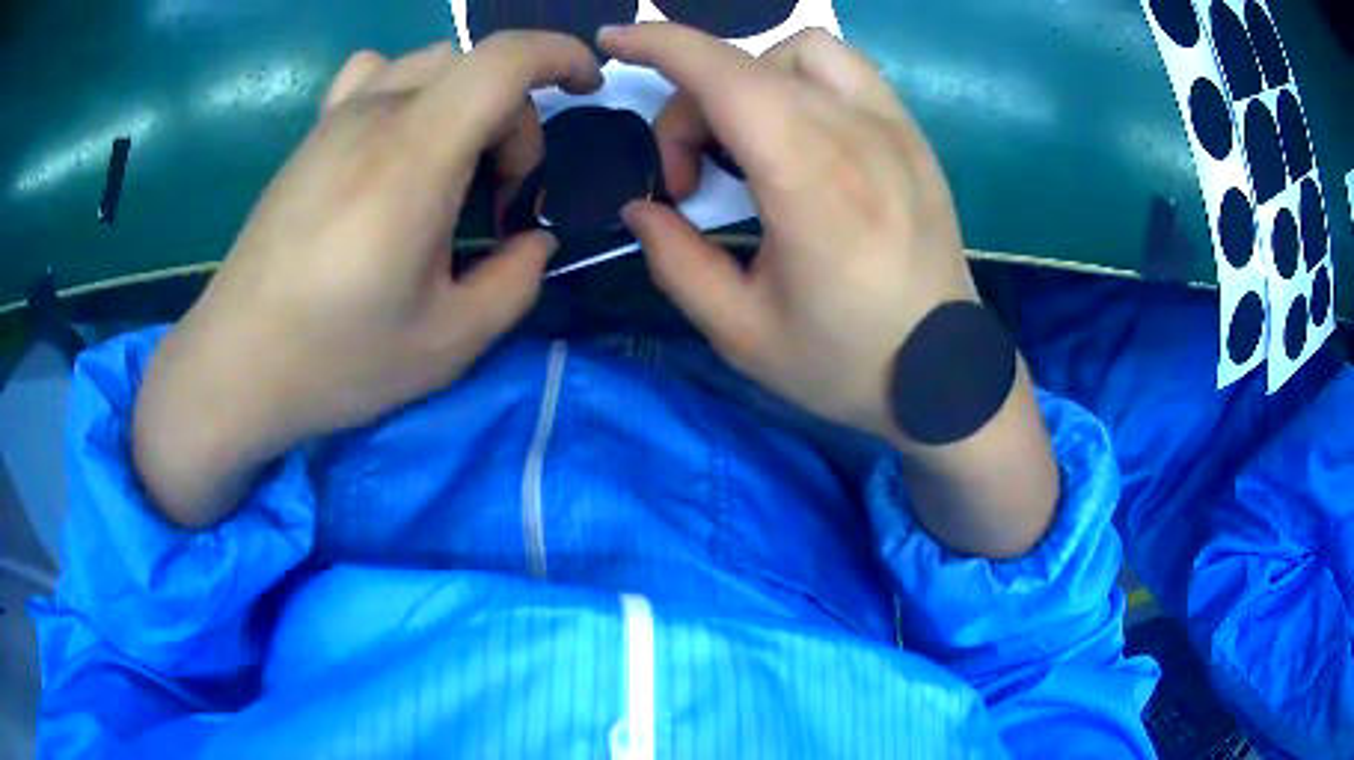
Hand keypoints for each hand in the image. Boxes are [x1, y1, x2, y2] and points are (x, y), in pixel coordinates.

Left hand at [134, 34, 602, 526]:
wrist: (233, 367)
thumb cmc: (334, 361)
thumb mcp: (448, 344)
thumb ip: (516, 283)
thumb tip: (536, 241)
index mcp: (413, 159)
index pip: (504, 59)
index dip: (562, 55)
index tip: (588, 89)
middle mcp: (374, 117)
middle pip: (475, 66)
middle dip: (515, 117)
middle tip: (503, 194)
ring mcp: (335, 121)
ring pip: (430, 64)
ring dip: (467, 102)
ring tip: (455, 168)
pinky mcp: (310, 137)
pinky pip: (374, 74)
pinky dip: (410, 88)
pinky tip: (398, 140)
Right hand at [605, 25, 976, 441]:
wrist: (946, 376)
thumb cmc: (845, 363)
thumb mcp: (741, 333)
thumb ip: (676, 261)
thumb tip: (641, 207)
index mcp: (810, 184)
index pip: (726, 77)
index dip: (661, 44)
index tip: (615, 42)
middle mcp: (857, 137)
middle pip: (747, 68)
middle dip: (691, 105)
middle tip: (690, 178)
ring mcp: (894, 129)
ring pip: (803, 50)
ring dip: (751, 78)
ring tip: (746, 140)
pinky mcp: (913, 135)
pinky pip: (848, 69)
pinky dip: (801, 77)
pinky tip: (797, 128)